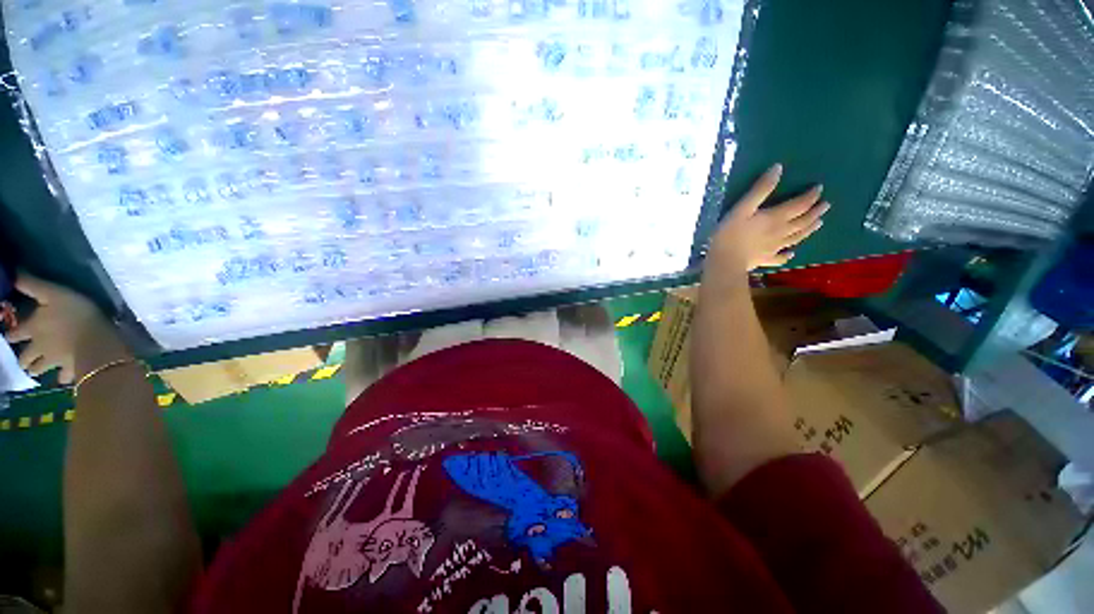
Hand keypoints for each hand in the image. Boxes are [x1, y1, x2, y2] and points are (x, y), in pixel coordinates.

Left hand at [4, 273, 123, 383]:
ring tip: (36, 371)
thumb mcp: (54, 293)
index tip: (10, 336)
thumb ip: (33, 285)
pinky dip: (61, 378)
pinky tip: (63, 379)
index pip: (14, 334)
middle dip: (23, 359)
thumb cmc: (75, 313)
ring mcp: (53, 361)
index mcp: (32, 329)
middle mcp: (37, 348)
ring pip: (39, 370)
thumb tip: (13, 274)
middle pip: (24, 357)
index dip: (11, 335)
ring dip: (36, 370)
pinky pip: (63, 377)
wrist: (96, 341)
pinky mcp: (69, 370)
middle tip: (23, 361)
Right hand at [706, 164, 829, 274]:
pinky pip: (780, 258)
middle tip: (826, 205)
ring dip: (808, 229)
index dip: (810, 196)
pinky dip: (788, 255)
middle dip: (815, 212)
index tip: (819, 188)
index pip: (799, 205)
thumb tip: (778, 168)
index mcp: (775, 218)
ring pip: (796, 238)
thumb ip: (760, 190)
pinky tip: (791, 253)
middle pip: (802, 221)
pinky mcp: (765, 260)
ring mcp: (773, 248)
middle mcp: (780, 232)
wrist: (725, 262)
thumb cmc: (729, 234)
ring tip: (818, 223)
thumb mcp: (742, 208)